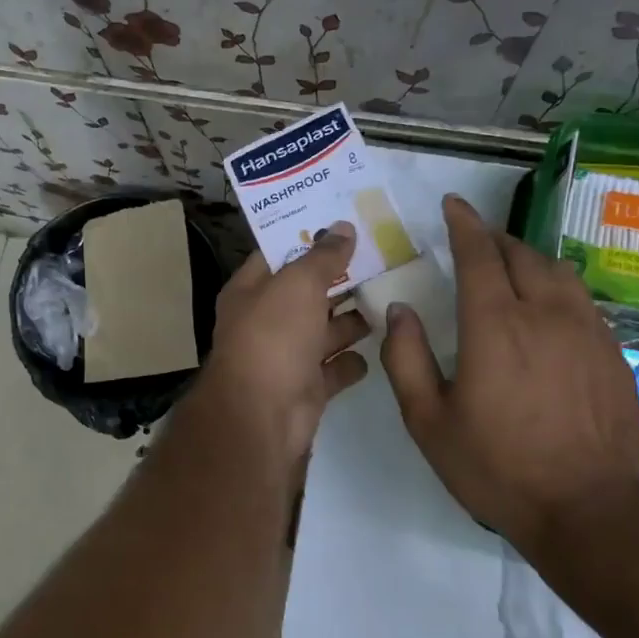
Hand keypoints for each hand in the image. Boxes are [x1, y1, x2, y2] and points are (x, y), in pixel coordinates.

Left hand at [198, 223, 370, 462]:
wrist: (263, 416)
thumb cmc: (273, 337)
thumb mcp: (298, 284)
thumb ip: (323, 256)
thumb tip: (343, 227)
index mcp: (250, 291)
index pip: (278, 254)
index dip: (308, 236)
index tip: (345, 221)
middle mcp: (265, 321)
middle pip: (306, 293)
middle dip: (339, 279)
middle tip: (382, 257)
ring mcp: (286, 357)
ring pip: (323, 331)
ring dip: (351, 320)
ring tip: (389, 299)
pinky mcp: (307, 388)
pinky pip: (334, 368)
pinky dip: (352, 361)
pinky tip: (381, 347)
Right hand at [380, 195, 638, 550]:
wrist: (589, 509)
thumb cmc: (497, 467)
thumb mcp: (428, 421)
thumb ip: (406, 359)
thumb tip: (400, 311)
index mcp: (494, 325)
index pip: (478, 253)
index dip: (462, 223)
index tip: (452, 204)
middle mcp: (544, 313)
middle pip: (520, 253)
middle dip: (493, 237)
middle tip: (473, 238)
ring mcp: (586, 330)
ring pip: (556, 271)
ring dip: (527, 258)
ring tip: (509, 266)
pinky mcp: (612, 352)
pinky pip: (580, 299)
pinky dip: (555, 286)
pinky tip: (547, 309)